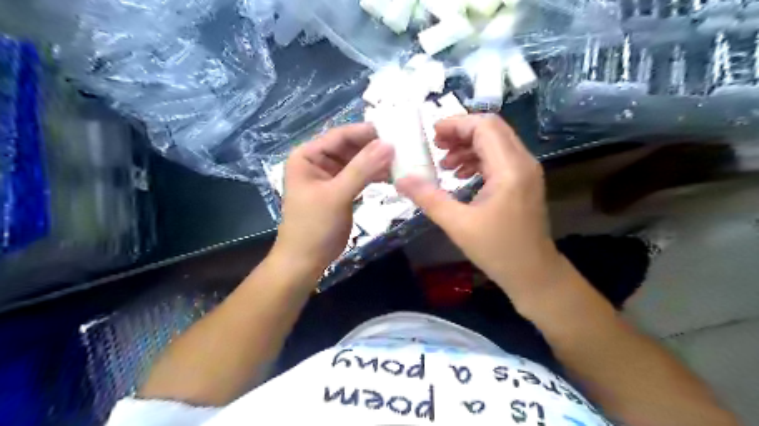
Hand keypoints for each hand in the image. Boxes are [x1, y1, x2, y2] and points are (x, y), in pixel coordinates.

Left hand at [273, 121, 394, 278]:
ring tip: (402, 160)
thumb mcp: (336, 195)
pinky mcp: (342, 189)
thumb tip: (389, 144)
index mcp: (308, 155)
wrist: (306, 260)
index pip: (340, 136)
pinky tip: (392, 175)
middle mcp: (318, 161)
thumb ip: (362, 169)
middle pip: (350, 147)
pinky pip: (360, 176)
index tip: (395, 130)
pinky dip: (375, 175)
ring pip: (358, 161)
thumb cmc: (314, 226)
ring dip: (377, 161)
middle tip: (403, 146)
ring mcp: (331, 176)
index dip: (366, 132)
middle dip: (374, 147)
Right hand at [399, 114, 562, 304]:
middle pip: (492, 129)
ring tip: (445, 164)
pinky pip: (500, 158)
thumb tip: (401, 179)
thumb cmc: (498, 250)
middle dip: (461, 132)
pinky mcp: (523, 181)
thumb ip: (428, 198)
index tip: (432, 136)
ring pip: (496, 142)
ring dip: (469, 146)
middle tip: (435, 146)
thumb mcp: (458, 224)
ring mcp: (526, 171)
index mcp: (509, 168)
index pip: (484, 127)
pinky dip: (478, 159)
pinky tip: (461, 175)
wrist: (533, 273)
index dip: (456, 125)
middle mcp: (523, 162)